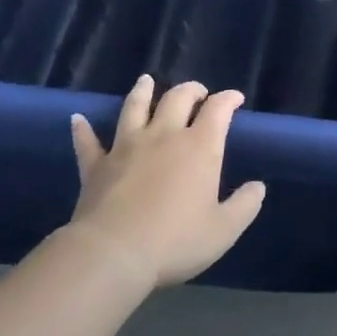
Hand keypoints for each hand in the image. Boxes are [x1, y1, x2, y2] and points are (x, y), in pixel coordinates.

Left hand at [67, 76, 265, 286]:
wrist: (112, 254)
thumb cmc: (175, 241)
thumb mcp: (224, 229)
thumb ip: (245, 205)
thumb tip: (258, 186)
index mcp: (200, 147)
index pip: (218, 109)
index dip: (229, 99)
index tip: (235, 99)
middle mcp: (164, 136)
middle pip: (178, 98)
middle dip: (191, 90)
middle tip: (198, 93)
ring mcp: (127, 147)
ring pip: (135, 108)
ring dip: (142, 92)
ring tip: (146, 81)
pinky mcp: (96, 166)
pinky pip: (88, 142)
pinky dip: (83, 129)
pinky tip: (78, 119)